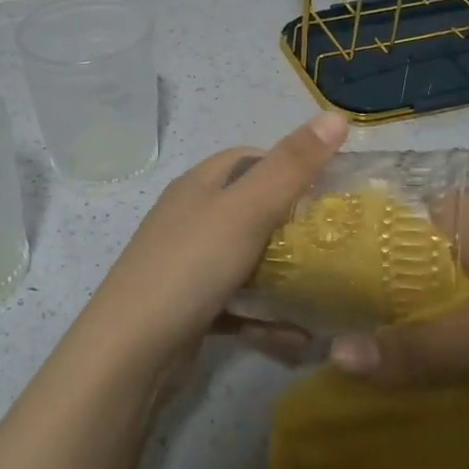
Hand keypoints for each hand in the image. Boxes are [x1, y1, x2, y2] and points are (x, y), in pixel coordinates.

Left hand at [74, 112, 349, 374]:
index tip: (333, 189)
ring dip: (283, 274)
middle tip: (338, 242)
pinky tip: (296, 335)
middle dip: (294, 224)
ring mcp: (188, 264)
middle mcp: (191, 218)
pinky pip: (238, 303)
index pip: (250, 158)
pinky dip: (265, 315)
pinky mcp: (190, 307)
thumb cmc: (190, 267)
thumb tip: (337, 115)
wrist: (130, 353)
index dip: (291, 165)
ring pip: (246, 258)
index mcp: (199, 185)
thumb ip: (291, 166)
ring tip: (327, 288)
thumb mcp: (246, 210)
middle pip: (251, 209)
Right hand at [326, 189, 468, 384]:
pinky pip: (450, 267)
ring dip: (403, 298)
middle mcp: (455, 206)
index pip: (363, 229)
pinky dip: (435, 296)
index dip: (334, 267)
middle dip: (367, 290)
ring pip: (421, 261)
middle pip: (389, 248)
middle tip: (340, 334)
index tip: (311, 305)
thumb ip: (416, 350)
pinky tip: (437, 328)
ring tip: (379, 339)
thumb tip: (334, 359)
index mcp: (441, 210)